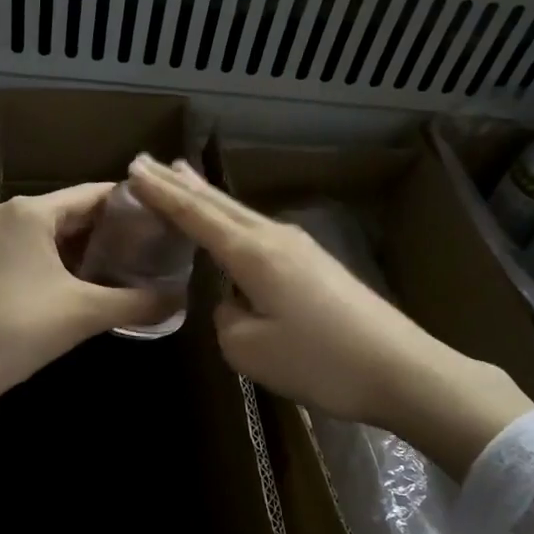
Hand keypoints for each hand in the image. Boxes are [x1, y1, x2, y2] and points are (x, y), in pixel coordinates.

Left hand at [0, 183, 168, 399]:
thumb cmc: (23, 329)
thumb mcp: (87, 312)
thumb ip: (138, 301)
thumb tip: (179, 299)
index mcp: (31, 211)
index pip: (93, 194)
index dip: (131, 205)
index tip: (162, 218)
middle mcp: (8, 212)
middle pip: (71, 210)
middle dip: (110, 229)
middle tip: (151, 244)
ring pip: (51, 230)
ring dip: (85, 245)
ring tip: (127, 261)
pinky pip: (32, 246)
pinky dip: (60, 258)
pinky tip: (87, 277)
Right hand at [127, 157, 532, 476]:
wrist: (401, 370)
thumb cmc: (320, 362)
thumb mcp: (250, 350)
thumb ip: (226, 318)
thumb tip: (235, 304)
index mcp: (253, 253)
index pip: (196, 215)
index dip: (162, 194)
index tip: (132, 171)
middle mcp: (275, 238)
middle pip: (219, 204)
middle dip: (181, 184)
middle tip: (147, 163)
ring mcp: (301, 248)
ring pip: (240, 213)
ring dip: (207, 197)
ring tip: (181, 177)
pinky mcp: (316, 265)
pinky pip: (259, 232)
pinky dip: (232, 220)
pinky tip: (228, 224)